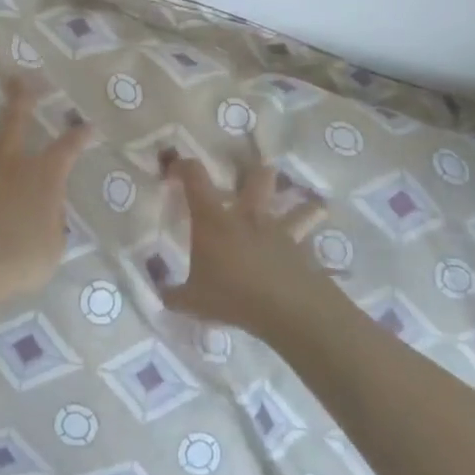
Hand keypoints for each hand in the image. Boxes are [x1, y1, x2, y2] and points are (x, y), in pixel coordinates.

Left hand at [0, 80, 91, 305]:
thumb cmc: (22, 256)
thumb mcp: (52, 246)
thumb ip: (50, 223)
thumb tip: (45, 213)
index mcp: (44, 176)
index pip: (67, 148)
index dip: (78, 137)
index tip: (87, 126)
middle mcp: (12, 165)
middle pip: (15, 122)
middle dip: (20, 99)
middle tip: (16, 80)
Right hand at [162, 158, 329, 329]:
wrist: (286, 309)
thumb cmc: (232, 295)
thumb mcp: (191, 301)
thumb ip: (173, 295)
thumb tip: (162, 294)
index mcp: (214, 219)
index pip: (195, 176)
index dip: (183, 166)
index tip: (175, 169)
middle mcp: (248, 216)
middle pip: (258, 177)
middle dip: (256, 172)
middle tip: (250, 176)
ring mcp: (280, 231)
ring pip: (299, 206)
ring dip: (302, 205)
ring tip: (304, 207)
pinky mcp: (303, 251)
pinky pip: (311, 242)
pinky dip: (312, 244)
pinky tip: (312, 254)